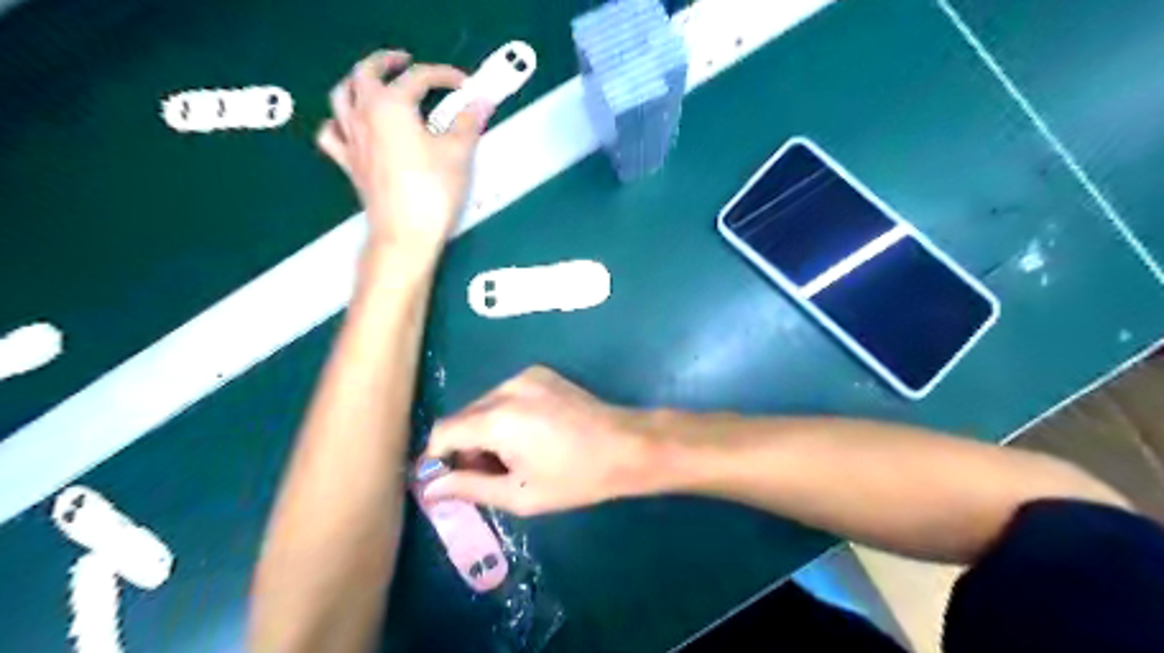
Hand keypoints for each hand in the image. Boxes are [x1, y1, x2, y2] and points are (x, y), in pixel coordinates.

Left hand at [316, 48, 491, 256]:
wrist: (405, 233)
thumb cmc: (433, 190)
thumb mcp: (458, 153)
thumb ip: (468, 122)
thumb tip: (480, 101)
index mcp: (392, 105)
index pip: (418, 77)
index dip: (444, 76)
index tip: (465, 85)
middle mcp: (364, 114)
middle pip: (366, 73)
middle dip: (387, 62)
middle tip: (406, 62)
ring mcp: (352, 139)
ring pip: (342, 96)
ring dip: (357, 83)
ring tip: (374, 85)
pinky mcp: (349, 164)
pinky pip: (332, 134)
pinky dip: (339, 123)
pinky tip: (352, 127)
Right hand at [421, 367, 654, 515]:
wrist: (626, 446)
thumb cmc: (574, 478)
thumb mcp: (520, 494)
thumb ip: (470, 488)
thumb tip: (431, 487)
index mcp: (498, 419)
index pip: (444, 430)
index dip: (436, 456)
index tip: (442, 480)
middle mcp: (506, 388)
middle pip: (464, 417)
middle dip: (464, 447)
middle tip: (484, 477)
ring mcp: (526, 376)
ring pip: (484, 406)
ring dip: (484, 431)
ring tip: (510, 458)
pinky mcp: (541, 373)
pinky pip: (506, 396)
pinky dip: (504, 416)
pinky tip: (527, 437)